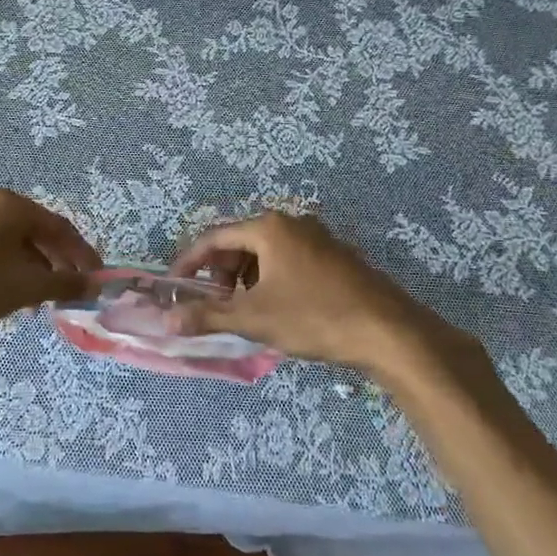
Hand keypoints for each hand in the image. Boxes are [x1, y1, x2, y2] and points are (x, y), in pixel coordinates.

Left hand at [0, 189, 100, 340]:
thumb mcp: (25, 287)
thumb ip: (64, 284)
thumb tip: (93, 285)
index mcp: (13, 206)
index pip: (60, 228)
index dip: (83, 255)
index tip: (97, 279)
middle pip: (37, 232)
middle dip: (57, 263)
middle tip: (70, 291)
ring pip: (14, 243)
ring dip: (33, 269)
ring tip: (40, 301)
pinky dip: (10, 268)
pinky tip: (12, 295)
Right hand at [169, 211, 490, 392]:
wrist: (389, 332)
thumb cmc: (314, 317)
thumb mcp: (254, 318)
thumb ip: (207, 315)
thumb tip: (168, 320)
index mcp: (269, 228)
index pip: (214, 237)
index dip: (189, 262)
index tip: (174, 285)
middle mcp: (292, 223)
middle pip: (240, 242)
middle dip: (219, 272)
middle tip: (212, 302)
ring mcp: (318, 238)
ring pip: (265, 252)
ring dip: (245, 278)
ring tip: (244, 309)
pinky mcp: (336, 257)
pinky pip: (289, 260)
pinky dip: (270, 279)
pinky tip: (277, 309)